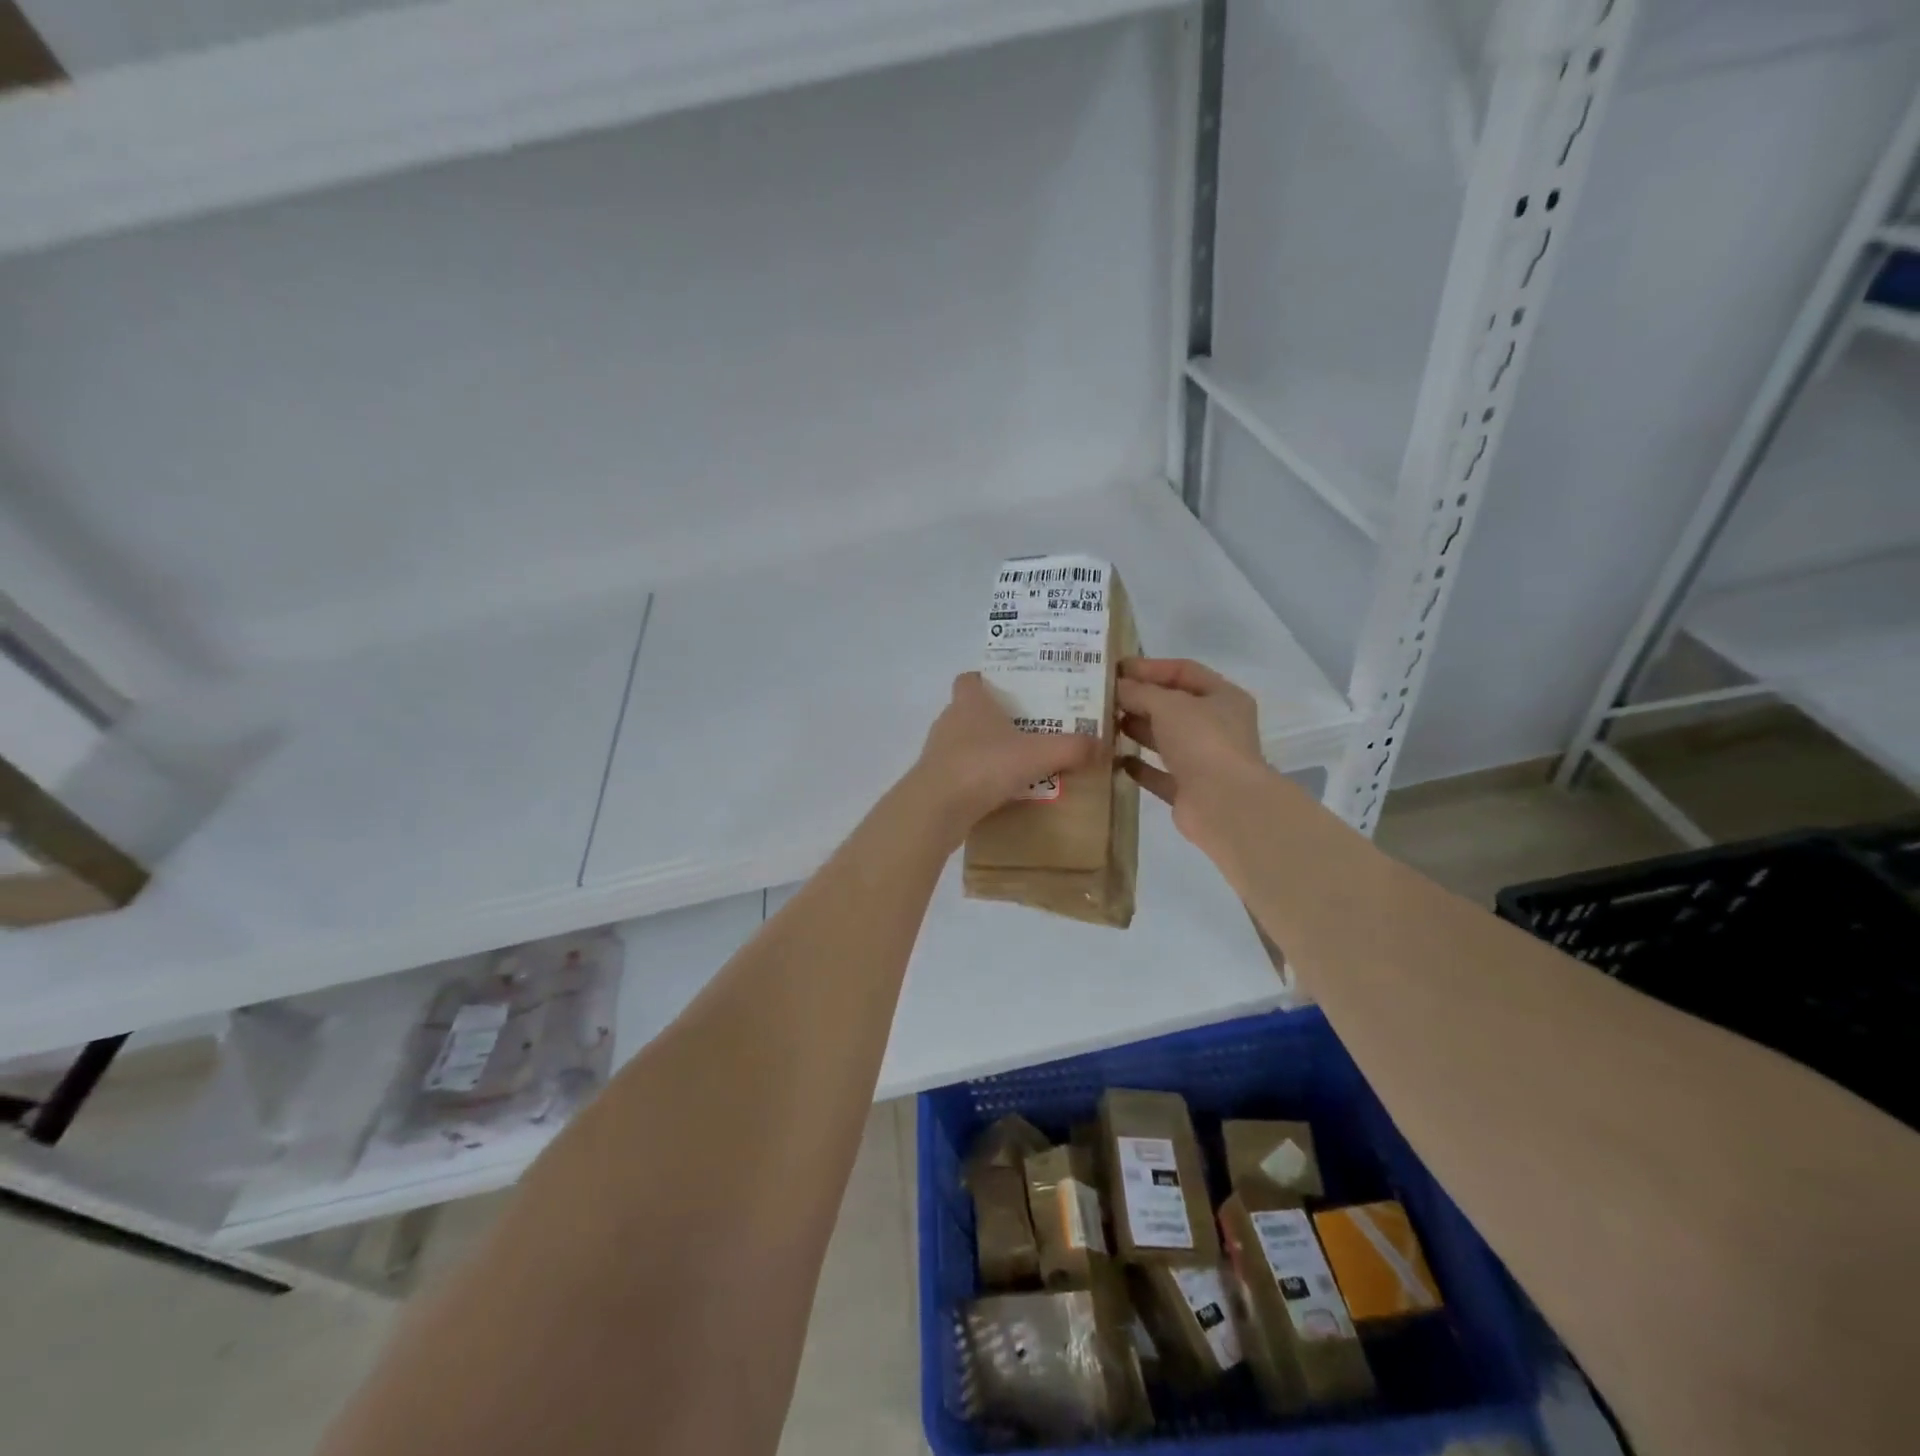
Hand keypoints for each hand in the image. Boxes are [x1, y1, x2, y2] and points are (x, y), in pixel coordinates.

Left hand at [913, 673, 1097, 832]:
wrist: (935, 809)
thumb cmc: (983, 766)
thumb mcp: (1038, 754)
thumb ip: (1072, 747)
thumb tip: (1103, 744)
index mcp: (969, 702)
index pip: (970, 678)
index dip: (988, 679)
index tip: (1015, 690)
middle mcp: (950, 721)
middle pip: (972, 711)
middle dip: (999, 719)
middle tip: (1033, 729)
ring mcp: (939, 753)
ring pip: (967, 744)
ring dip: (990, 751)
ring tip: (1023, 763)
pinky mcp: (936, 782)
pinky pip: (964, 773)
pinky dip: (981, 779)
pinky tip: (1005, 793)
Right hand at [1116, 658, 1265, 848]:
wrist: (1223, 804)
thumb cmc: (1202, 741)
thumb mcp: (1168, 704)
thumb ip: (1139, 692)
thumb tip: (1117, 687)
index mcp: (1223, 697)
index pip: (1184, 671)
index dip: (1150, 667)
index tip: (1116, 668)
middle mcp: (1217, 726)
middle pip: (1173, 706)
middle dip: (1139, 699)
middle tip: (1102, 697)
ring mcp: (1204, 760)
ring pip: (1165, 739)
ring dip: (1136, 730)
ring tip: (1103, 723)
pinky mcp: (1188, 790)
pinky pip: (1159, 773)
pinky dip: (1138, 766)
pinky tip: (1113, 759)